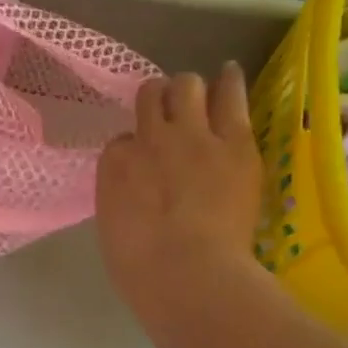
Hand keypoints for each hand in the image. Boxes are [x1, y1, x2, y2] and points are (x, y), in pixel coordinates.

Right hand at [97, 64, 263, 322]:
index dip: (135, 148)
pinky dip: (228, 82)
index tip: (146, 163)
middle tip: (169, 112)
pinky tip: (229, 71)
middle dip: (158, 100)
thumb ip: (122, 196)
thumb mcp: (113, 226)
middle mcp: (148, 138)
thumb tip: (137, 189)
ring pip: (186, 86)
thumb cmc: (142, 270)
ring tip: (198, 91)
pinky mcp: (235, 142)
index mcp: (114, 164)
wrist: (190, 275)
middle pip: (150, 97)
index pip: (122, 141)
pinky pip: (230, 97)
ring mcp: (192, 136)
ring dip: (189, 89)